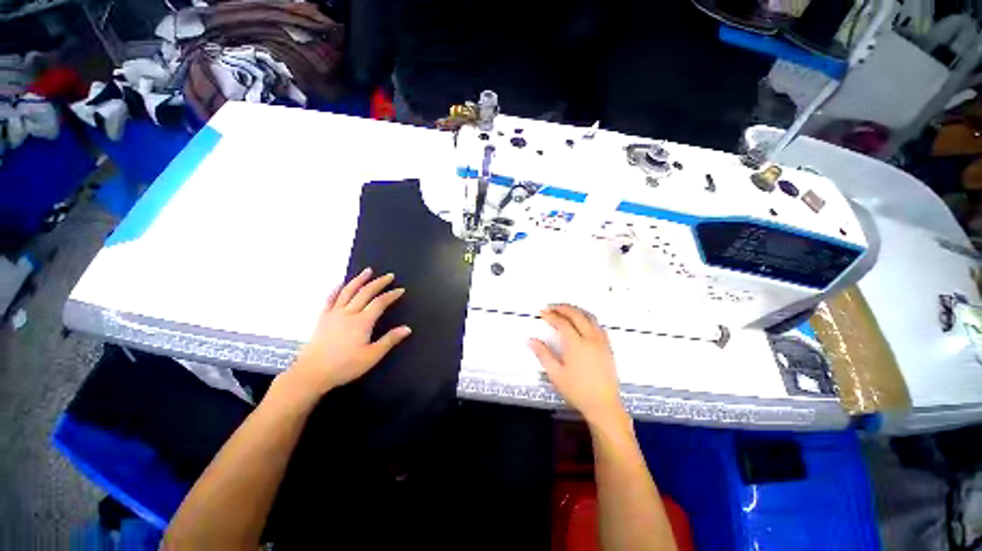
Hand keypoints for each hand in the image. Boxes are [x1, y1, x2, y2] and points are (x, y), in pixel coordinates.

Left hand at [282, 268, 411, 399]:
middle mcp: (349, 312)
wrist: (312, 373)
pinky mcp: (323, 317)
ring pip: (348, 291)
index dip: (391, 295)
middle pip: (365, 292)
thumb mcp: (372, 356)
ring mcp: (334, 313)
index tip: (400, 290)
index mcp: (362, 322)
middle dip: (379, 282)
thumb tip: (407, 328)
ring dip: (359, 279)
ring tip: (368, 271)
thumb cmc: (345, 366)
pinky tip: (341, 284)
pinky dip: (337, 289)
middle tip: (389, 276)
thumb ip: (389, 340)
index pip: (380, 303)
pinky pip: (330, 298)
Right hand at [529, 304, 626, 428]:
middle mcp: (590, 338)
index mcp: (576, 344)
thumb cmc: (577, 390)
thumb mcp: (555, 374)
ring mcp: (601, 341)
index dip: (551, 315)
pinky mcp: (608, 347)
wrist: (604, 405)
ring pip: (590, 317)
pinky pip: (598, 325)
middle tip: (551, 306)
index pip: (562, 323)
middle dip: (563, 308)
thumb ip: (543, 354)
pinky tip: (583, 322)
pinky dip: (588, 318)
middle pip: (577, 315)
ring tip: (565, 310)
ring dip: (576, 310)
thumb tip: (530, 340)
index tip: (542, 312)